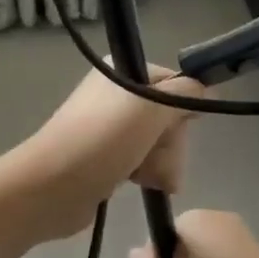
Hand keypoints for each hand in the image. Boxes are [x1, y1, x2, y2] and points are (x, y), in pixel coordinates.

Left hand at [13, 64, 204, 241]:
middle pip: (170, 116)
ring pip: (161, 143)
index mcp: (125, 71)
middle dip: (170, 142)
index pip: (175, 83)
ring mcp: (113, 127)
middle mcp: (119, 94)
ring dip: (161, 162)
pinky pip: (145, 161)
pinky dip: (148, 172)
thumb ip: (185, 93)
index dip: (183, 108)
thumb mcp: (151, 107)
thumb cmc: (102, 139)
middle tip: (154, 154)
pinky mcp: (109, 157)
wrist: (51, 186)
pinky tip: (140, 183)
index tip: (179, 125)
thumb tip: (207, 88)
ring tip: (145, 176)